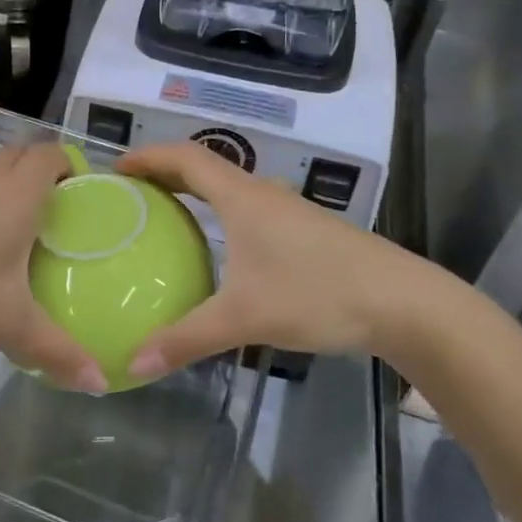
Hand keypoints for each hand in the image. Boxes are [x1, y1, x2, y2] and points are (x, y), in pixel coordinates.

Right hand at [117, 141, 462, 381]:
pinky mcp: (307, 232)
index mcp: (243, 198)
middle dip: (166, 173)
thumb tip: (132, 364)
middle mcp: (263, 194)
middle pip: (206, 168)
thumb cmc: (318, 294)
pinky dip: (221, 214)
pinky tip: (219, 248)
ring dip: (196, 193)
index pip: (186, 158)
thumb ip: (186, 339)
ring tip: (166, 216)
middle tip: (132, 193)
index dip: (149, 157)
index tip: (117, 168)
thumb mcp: (245, 318)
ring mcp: (289, 211)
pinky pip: (249, 209)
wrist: (404, 303)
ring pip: (231, 189)